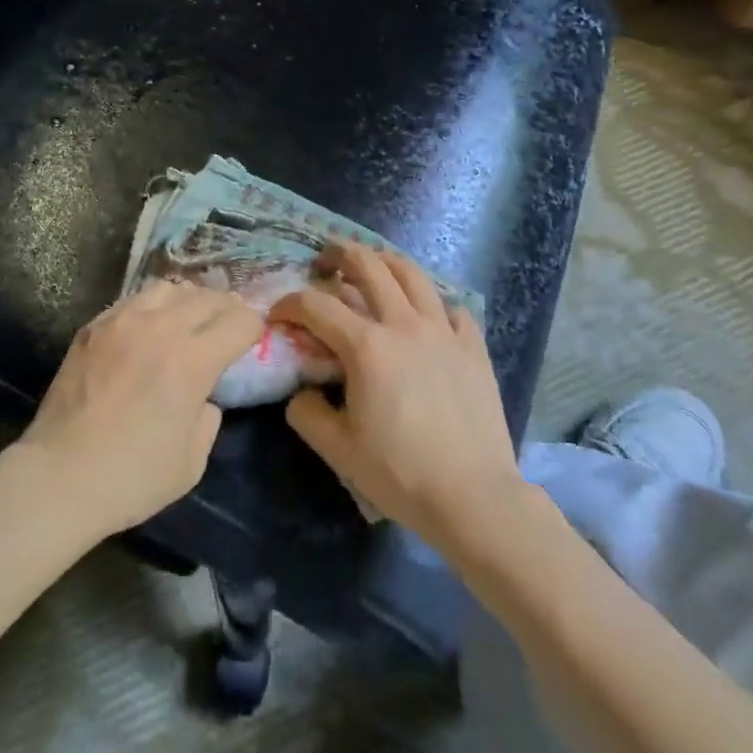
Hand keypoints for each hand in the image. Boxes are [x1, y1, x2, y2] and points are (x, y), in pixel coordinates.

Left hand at [16, 280, 262, 539]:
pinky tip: (148, 328)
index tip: (253, 337)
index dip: (253, 327)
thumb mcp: (191, 462)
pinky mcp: (94, 325)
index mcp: (192, 360)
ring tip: (187, 318)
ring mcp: (123, 320)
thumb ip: (208, 418)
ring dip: (187, 300)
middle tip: (228, 323)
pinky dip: (151, 307)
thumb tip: (205, 396)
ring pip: (168, 288)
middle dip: (226, 307)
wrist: (60, 476)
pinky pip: (133, 300)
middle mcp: (161, 328)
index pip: (238, 321)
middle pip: (206, 296)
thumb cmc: (132, 477)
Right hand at [272, 242, 526, 551]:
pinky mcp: (473, 347)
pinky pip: (453, 308)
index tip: (278, 315)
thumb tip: (301, 392)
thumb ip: (307, 413)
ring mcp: (443, 331)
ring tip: (374, 266)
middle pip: (367, 265)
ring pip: (412, 273)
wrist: (474, 499)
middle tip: (325, 261)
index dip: (289, 303)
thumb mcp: (337, 450)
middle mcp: (403, 324)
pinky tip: (428, 315)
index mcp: (366, 346)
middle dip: (339, 253)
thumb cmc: (401, 474)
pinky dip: (435, 303)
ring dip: (385, 261)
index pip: (316, 305)